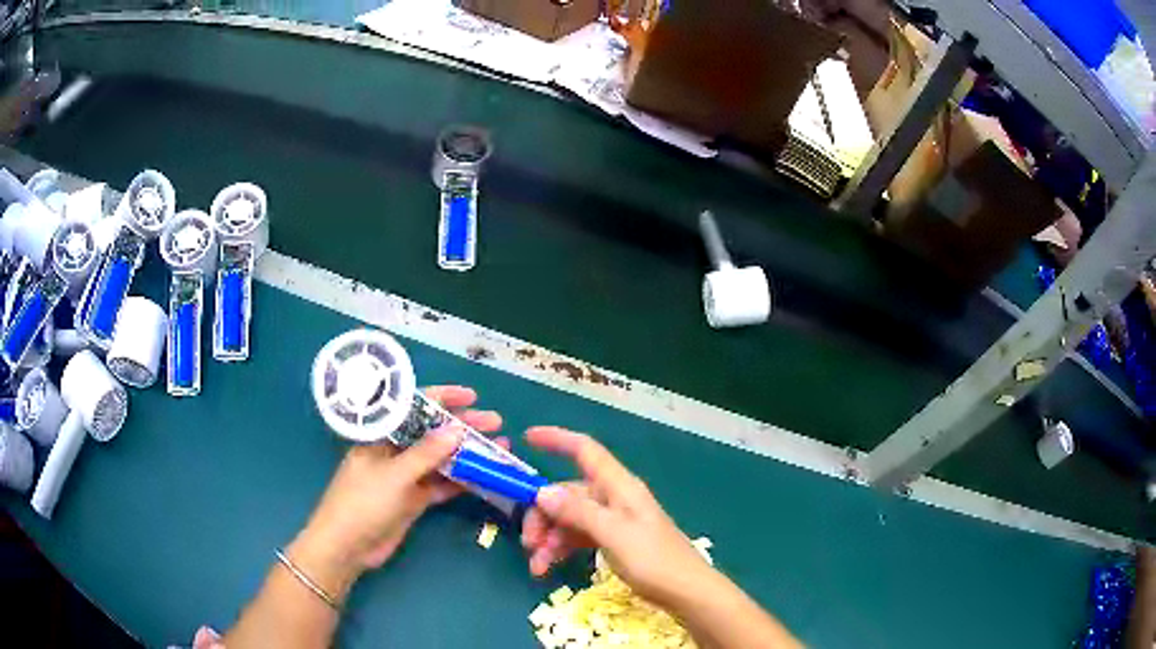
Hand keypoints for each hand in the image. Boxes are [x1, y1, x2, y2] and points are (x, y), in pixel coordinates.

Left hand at [289, 386, 503, 600]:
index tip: (473, 396)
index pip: (415, 408)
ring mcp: (405, 476)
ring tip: (499, 449)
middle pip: (433, 433)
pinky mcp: (413, 500)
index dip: (443, 399)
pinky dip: (461, 481)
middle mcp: (395, 451)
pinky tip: (485, 477)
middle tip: (496, 423)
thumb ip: (426, 454)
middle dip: (463, 426)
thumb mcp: (394, 475)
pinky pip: (441, 485)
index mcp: (383, 435)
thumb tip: (458, 429)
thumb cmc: (362, 502)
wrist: (347, 546)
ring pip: (441, 460)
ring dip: (467, 455)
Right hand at [520, 426, 712, 606]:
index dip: (557, 439)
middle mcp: (614, 498)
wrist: (686, 591)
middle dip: (542, 514)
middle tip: (528, 542)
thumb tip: (542, 492)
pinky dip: (562, 549)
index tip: (527, 438)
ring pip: (570, 519)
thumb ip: (578, 512)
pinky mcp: (613, 541)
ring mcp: (613, 521)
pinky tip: (548, 568)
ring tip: (537, 565)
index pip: (585, 450)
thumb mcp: (613, 534)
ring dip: (549, 538)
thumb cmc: (654, 559)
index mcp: (619, 486)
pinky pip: (579, 537)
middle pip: (568, 493)